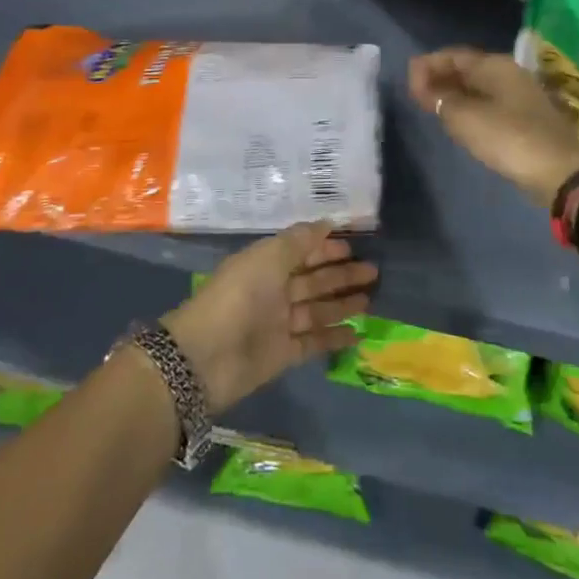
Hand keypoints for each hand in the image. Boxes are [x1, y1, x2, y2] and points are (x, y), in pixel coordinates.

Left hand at [162, 222, 377, 412]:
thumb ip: (299, 240)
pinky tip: (357, 333)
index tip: (353, 245)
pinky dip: (334, 337)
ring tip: (370, 299)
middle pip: (313, 280)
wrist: (206, 356)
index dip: (325, 248)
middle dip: (341, 274)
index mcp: (266, 264)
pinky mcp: (283, 354)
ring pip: (317, 310)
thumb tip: (327, 222)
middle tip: (372, 271)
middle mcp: (273, 291)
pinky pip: (314, 342)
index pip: (301, 251)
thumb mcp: (268, 257)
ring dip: (342, 304)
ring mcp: (278, 324)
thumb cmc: (239, 296)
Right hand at [409, 47, 578, 206]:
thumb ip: (440, 98)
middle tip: (416, 94)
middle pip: (467, 69)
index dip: (427, 65)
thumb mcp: (465, 118)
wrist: (560, 173)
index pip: (454, 55)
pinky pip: (489, 103)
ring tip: (432, 107)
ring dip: (454, 93)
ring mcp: (520, 96)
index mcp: (496, 65)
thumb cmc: (508, 138)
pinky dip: (469, 106)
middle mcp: (510, 73)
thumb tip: (424, 84)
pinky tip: (459, 121)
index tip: (408, 82)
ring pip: (479, 87)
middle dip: (440, 77)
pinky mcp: (526, 118)